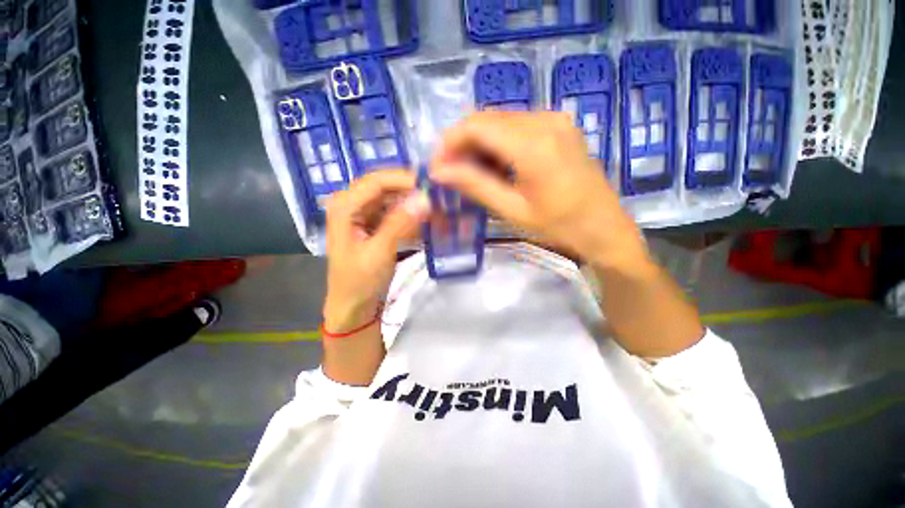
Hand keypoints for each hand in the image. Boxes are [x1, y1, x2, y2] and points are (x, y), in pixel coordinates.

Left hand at [323, 170, 429, 331]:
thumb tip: (425, 198)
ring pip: (393, 198)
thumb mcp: (380, 252)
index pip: (377, 181)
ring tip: (438, 207)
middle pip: (386, 186)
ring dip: (414, 202)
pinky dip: (412, 215)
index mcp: (344, 206)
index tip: (433, 186)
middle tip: (439, 195)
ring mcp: (363, 214)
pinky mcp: (374, 225)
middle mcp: (352, 203)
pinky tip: (428, 220)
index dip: (405, 179)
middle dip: (412, 190)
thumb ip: (401, 223)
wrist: (353, 307)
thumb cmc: (359, 282)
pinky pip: (396, 212)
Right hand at [430, 111, 648, 269]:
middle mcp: (545, 120)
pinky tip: (494, 166)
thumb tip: (439, 171)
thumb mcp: (512, 210)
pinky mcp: (559, 127)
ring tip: (470, 173)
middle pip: (487, 119)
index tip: (437, 166)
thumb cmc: (559, 227)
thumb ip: (475, 185)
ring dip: (479, 144)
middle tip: (450, 172)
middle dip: (462, 143)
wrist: (605, 228)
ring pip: (501, 121)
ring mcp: (555, 120)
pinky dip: (498, 143)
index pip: (476, 126)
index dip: (450, 143)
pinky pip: (518, 126)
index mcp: (533, 144)